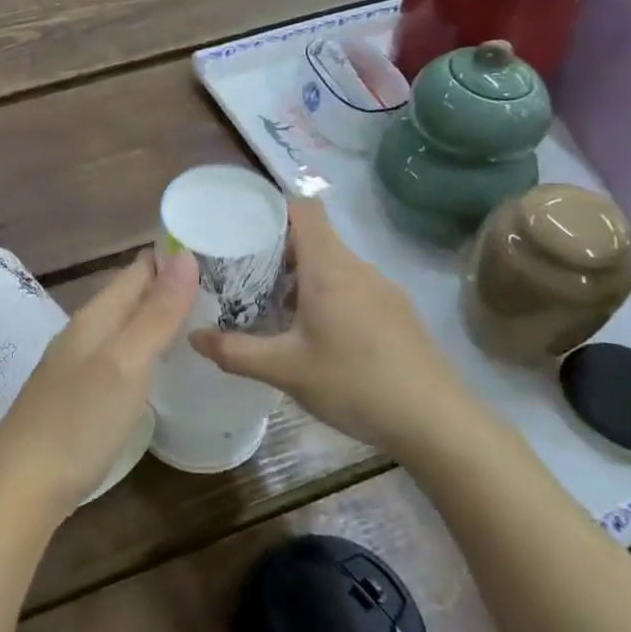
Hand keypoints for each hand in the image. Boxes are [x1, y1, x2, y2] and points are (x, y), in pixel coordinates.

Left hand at [0, 250, 196, 520]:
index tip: (213, 248)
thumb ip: (155, 313)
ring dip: (154, 317)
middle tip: (220, 285)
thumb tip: (185, 256)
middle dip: (167, 285)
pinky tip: (157, 364)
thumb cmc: (78, 421)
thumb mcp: (125, 364)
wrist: (22, 486)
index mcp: (95, 318)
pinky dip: (142, 349)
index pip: (136, 271)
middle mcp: (83, 334)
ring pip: (122, 327)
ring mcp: (76, 366)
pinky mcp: (77, 397)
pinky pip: (117, 356)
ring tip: (198, 318)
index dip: (171, 257)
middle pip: (128, 297)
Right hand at [189, 198, 476, 457]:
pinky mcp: (397, 313)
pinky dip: (326, 296)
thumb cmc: (356, 383)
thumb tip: (193, 337)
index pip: (304, 209)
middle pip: (313, 238)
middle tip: (242, 276)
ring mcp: (382, 290)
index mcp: (329, 267)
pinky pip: (352, 287)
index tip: (241, 225)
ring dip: (300, 278)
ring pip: (333, 265)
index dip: (272, 208)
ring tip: (272, 308)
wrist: (438, 422)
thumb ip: (235, 352)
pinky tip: (314, 336)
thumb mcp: (285, 370)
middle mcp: (357, 268)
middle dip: (275, 251)